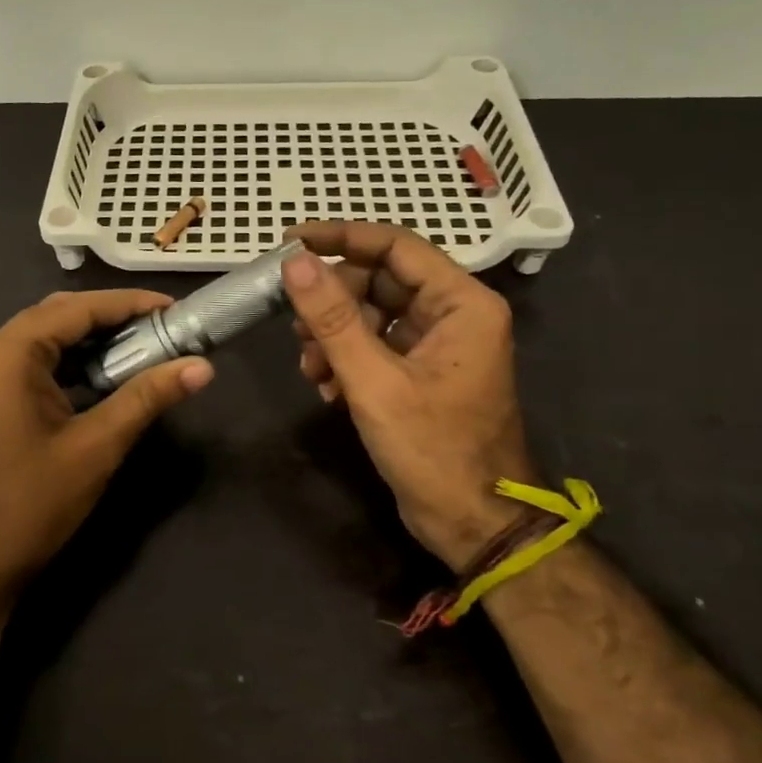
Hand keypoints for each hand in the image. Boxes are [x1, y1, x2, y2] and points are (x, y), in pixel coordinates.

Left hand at [0, 290, 213, 602]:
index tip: (174, 307)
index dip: (129, 304)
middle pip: (58, 316)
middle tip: (162, 327)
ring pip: (44, 338)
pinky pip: (31, 363)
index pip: (77, 309)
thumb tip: (202, 367)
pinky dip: (69, 362)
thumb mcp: (98, 446)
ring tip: (141, 346)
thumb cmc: (33, 502)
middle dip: (111, 318)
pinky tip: (102, 375)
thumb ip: (147, 397)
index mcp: (9, 353)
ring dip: (90, 340)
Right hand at [283, 222, 535, 571]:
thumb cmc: (433, 449)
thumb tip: (294, 263)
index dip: (340, 238)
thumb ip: (333, 318)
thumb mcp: (374, 381)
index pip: (394, 245)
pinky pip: (377, 346)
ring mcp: (438, 345)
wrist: (472, 524)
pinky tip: (326, 389)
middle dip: (332, 302)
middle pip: (380, 280)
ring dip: (334, 336)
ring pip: (373, 315)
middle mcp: (454, 314)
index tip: (289, 242)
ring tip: (310, 368)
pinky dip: (347, 360)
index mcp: (461, 303)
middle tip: (295, 326)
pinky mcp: (422, 373)